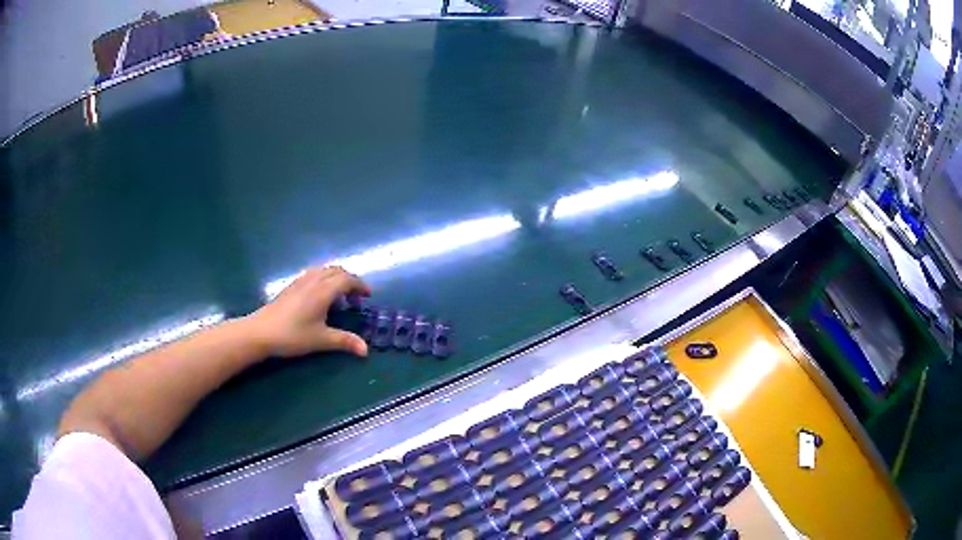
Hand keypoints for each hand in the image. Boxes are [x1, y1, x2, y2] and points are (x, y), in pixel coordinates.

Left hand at [246, 266, 371, 357]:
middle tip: (356, 296)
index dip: (359, 285)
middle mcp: (313, 281)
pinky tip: (320, 296)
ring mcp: (300, 281)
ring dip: (336, 277)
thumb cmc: (293, 335)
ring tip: (340, 295)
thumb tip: (366, 350)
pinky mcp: (291, 286)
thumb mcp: (321, 340)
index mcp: (323, 291)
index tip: (367, 295)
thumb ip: (344, 341)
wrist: (261, 332)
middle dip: (349, 280)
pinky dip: (324, 279)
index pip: (347, 279)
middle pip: (336, 270)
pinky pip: (313, 274)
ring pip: (323, 270)